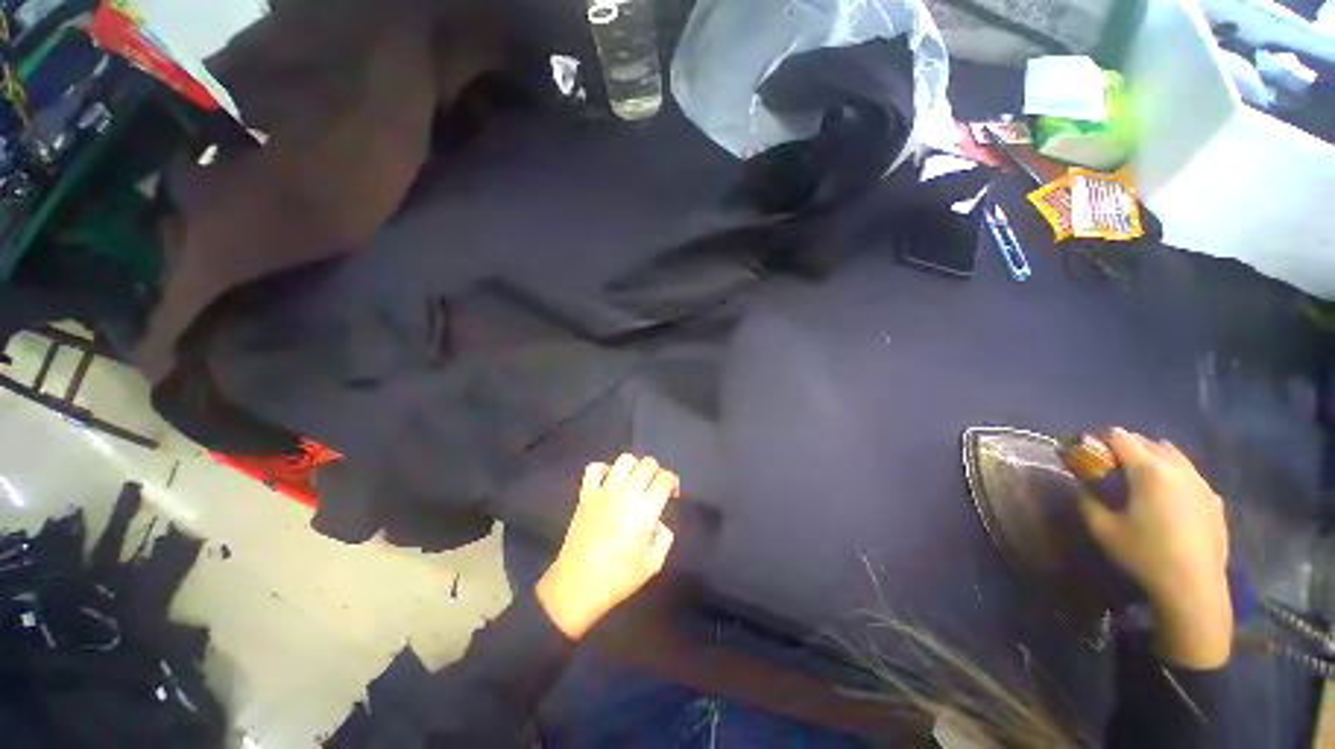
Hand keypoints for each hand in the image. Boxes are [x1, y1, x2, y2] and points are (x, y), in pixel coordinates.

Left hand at [536, 455, 678, 639]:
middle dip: (657, 472)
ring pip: (625, 460)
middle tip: (654, 489)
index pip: (665, 478)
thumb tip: (657, 522)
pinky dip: (605, 469)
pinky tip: (609, 482)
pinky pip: (594, 468)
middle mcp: (626, 493)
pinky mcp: (586, 494)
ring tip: (633, 483)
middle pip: (648, 464)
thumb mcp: (653, 564)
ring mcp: (604, 491)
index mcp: (646, 510)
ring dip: (634, 467)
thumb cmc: (618, 578)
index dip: (672, 482)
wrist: (577, 585)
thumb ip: (664, 537)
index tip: (671, 495)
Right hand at [1077, 428, 1232, 668]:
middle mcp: (1178, 469)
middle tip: (1111, 464)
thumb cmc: (1145, 555)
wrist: (1194, 588)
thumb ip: (1088, 501)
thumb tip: (1082, 487)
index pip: (1121, 437)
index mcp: (1149, 471)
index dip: (1101, 439)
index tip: (1089, 451)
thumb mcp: (1103, 530)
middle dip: (1128, 446)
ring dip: (1154, 458)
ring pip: (1175, 456)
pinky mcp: (1214, 500)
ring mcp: (1201, 484)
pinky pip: (1191, 476)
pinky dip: (1175, 475)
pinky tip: (1168, 496)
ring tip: (1140, 476)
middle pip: (1150, 443)